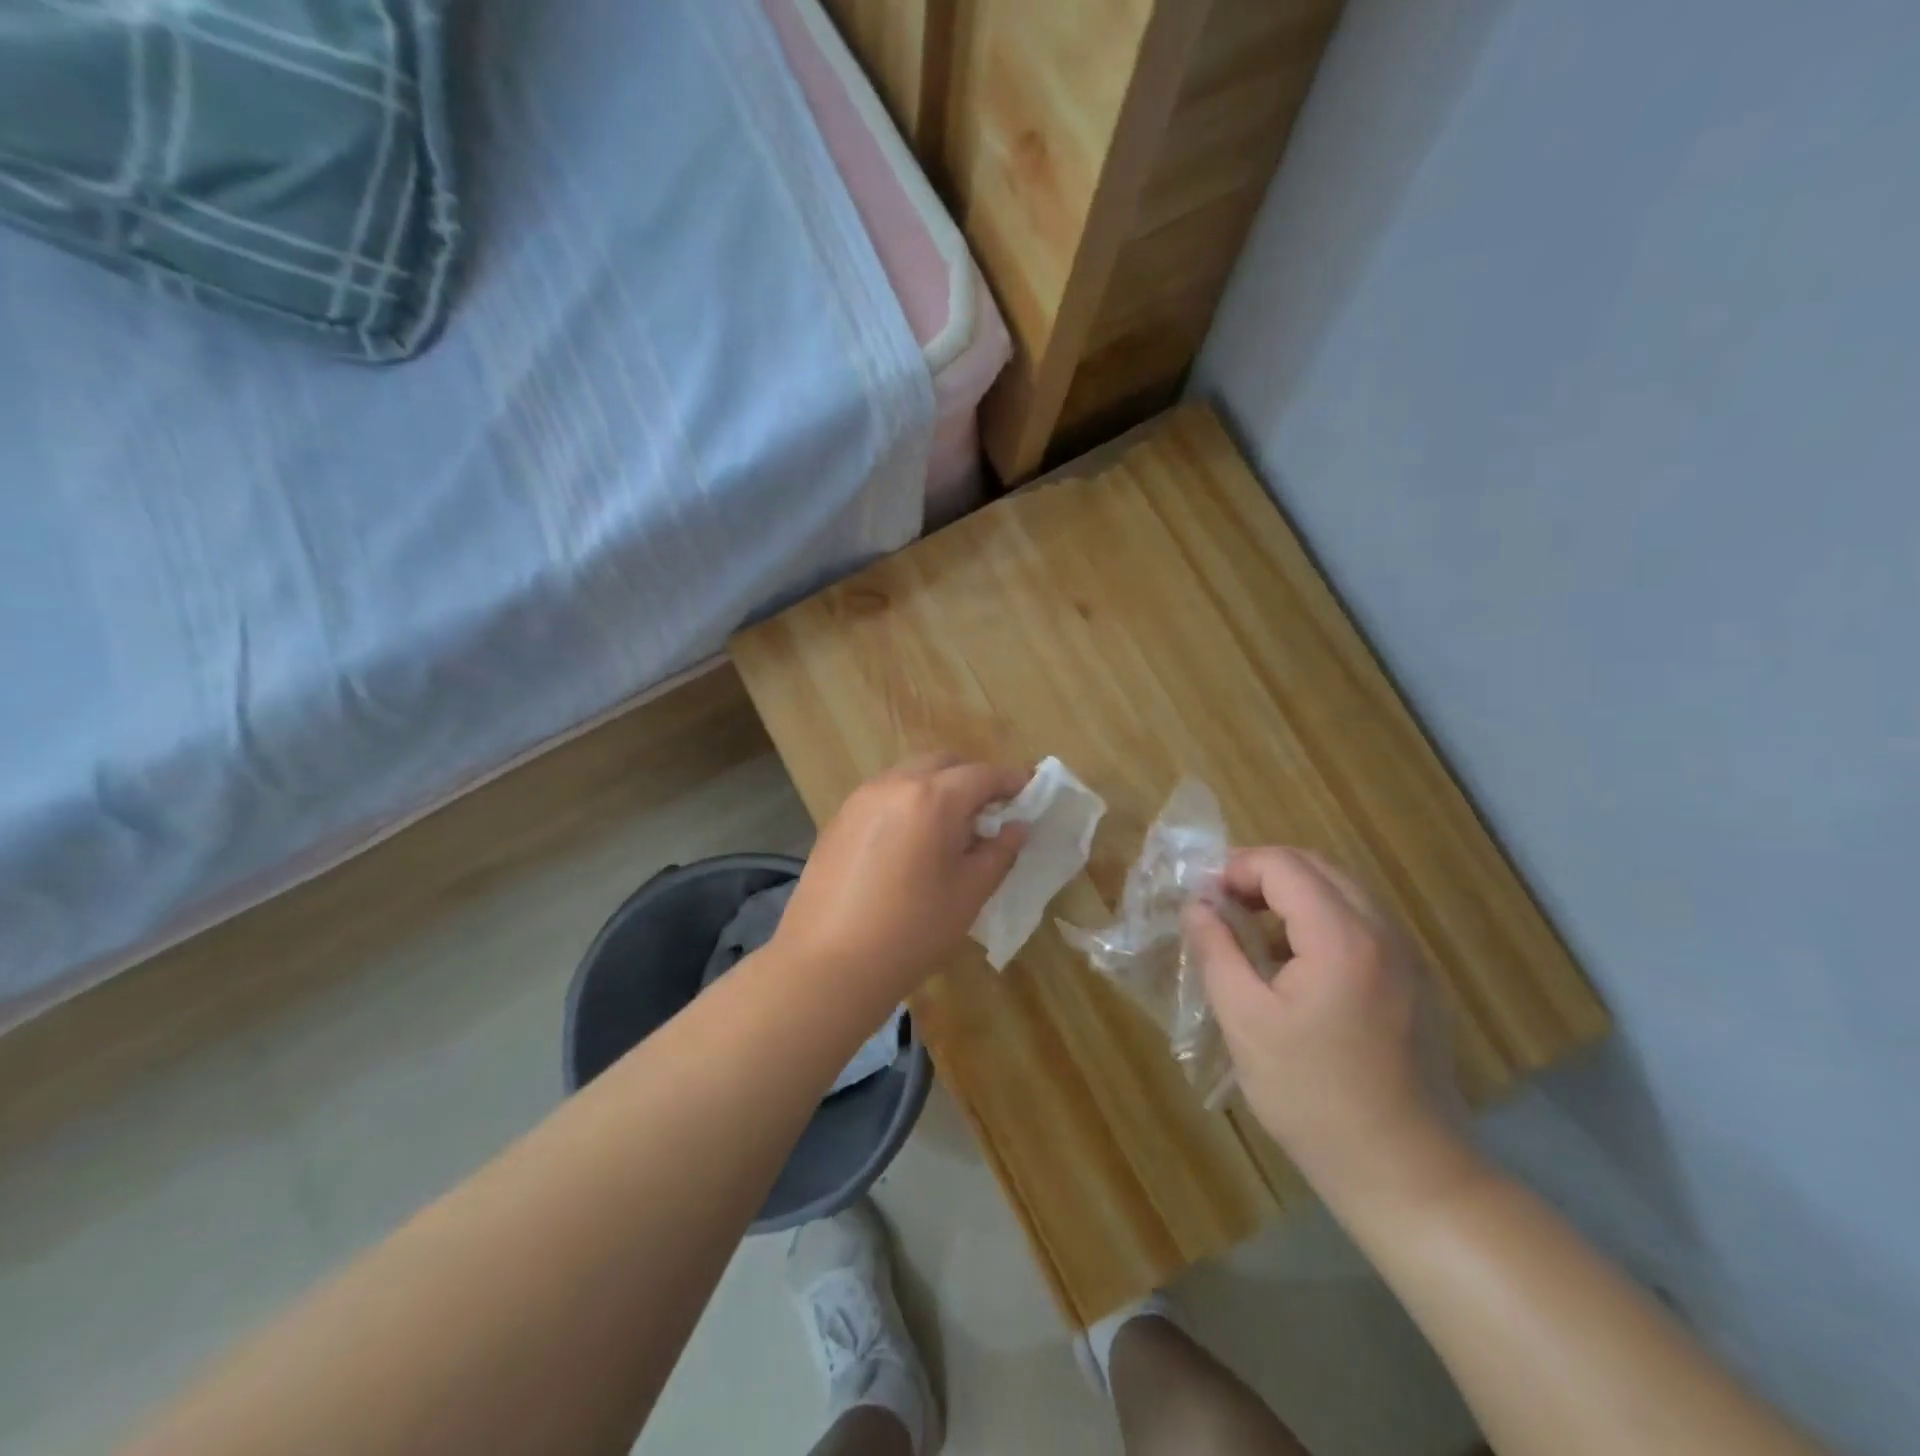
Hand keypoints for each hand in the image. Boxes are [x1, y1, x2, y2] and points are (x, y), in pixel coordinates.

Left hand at [774, 754, 1028, 999]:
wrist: (828, 964)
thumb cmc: (912, 931)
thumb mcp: (969, 893)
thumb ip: (998, 852)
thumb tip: (1016, 827)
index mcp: (933, 798)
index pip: (983, 775)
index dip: (1012, 781)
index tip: (1030, 791)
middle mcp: (895, 784)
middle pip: (943, 764)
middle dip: (971, 779)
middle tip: (990, 812)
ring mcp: (861, 799)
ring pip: (910, 775)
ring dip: (936, 788)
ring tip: (949, 828)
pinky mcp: (838, 819)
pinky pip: (883, 795)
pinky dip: (907, 803)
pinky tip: (910, 842)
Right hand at [1185, 848, 1478, 1214]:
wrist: (1408, 1174)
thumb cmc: (1313, 1097)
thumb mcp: (1245, 1022)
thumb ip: (1217, 951)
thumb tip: (1197, 905)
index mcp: (1342, 936)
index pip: (1283, 865)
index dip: (1235, 869)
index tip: (1202, 900)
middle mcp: (1384, 932)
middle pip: (1316, 867)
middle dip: (1262, 875)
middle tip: (1221, 909)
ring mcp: (1408, 956)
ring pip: (1342, 892)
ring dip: (1291, 897)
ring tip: (1251, 935)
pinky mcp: (1416, 982)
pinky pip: (1363, 924)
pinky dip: (1321, 921)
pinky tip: (1296, 967)